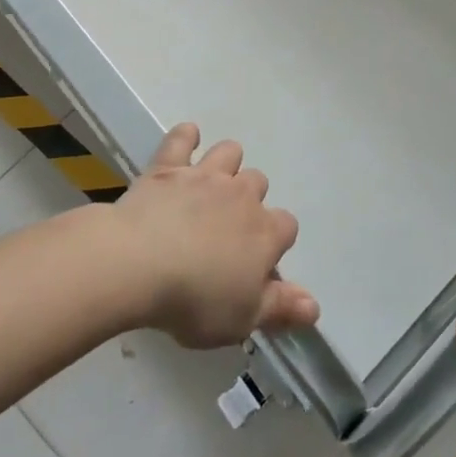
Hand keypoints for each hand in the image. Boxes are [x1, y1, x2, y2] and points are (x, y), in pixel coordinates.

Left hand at [107, 124, 319, 349]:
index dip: (275, 243)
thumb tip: (315, 306)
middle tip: (227, 228)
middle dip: (249, 200)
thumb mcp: (242, 318)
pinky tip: (185, 142)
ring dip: (226, 164)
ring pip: (230, 152)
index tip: (257, 264)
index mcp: (265, 233)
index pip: (287, 227)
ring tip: (211, 184)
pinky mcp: (170, 166)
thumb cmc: (195, 299)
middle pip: (259, 183)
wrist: (140, 264)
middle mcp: (242, 195)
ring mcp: (206, 175)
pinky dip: (185, 137)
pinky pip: (182, 139)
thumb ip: (281, 308)